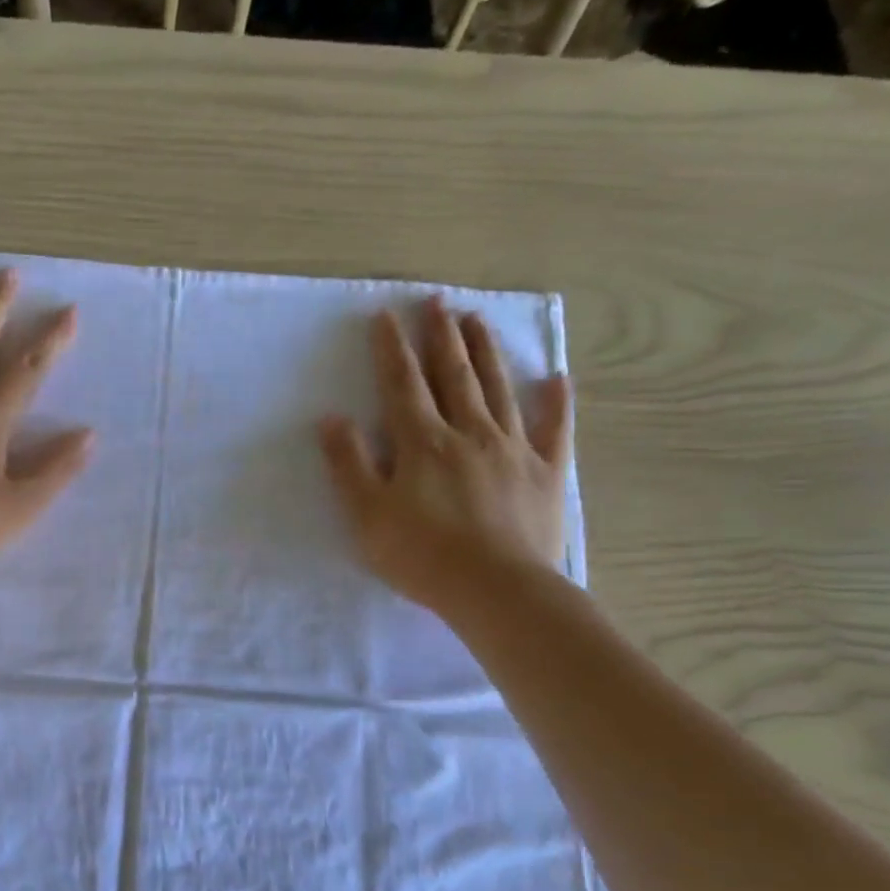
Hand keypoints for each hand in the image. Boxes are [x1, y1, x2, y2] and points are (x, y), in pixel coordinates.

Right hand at [319, 296, 572, 620]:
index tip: (386, 316)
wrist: (496, 589)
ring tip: (477, 320)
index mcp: (423, 443)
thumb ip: (350, 464)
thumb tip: (331, 419)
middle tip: (437, 301)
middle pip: (453, 376)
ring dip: (486, 353)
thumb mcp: (367, 515)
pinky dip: (557, 404)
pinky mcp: (546, 473)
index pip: (403, 385)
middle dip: (441, 337)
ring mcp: (513, 450)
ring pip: (499, 390)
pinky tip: (557, 380)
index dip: (392, 349)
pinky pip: (554, 430)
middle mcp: (470, 433)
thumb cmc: (421, 555)